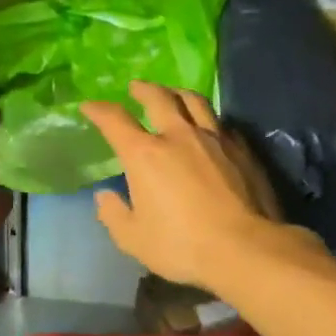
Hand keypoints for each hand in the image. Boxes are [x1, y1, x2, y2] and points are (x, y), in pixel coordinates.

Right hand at [79, 82, 285, 291]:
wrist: (246, 248)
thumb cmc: (182, 245)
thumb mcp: (134, 239)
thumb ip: (114, 215)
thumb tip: (105, 196)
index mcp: (145, 154)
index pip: (115, 120)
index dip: (99, 110)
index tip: (89, 107)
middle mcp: (178, 136)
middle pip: (158, 97)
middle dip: (143, 89)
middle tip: (135, 87)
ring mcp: (214, 138)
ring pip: (194, 101)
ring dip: (178, 93)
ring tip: (173, 94)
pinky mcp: (242, 149)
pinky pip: (221, 124)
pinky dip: (208, 120)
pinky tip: (210, 128)